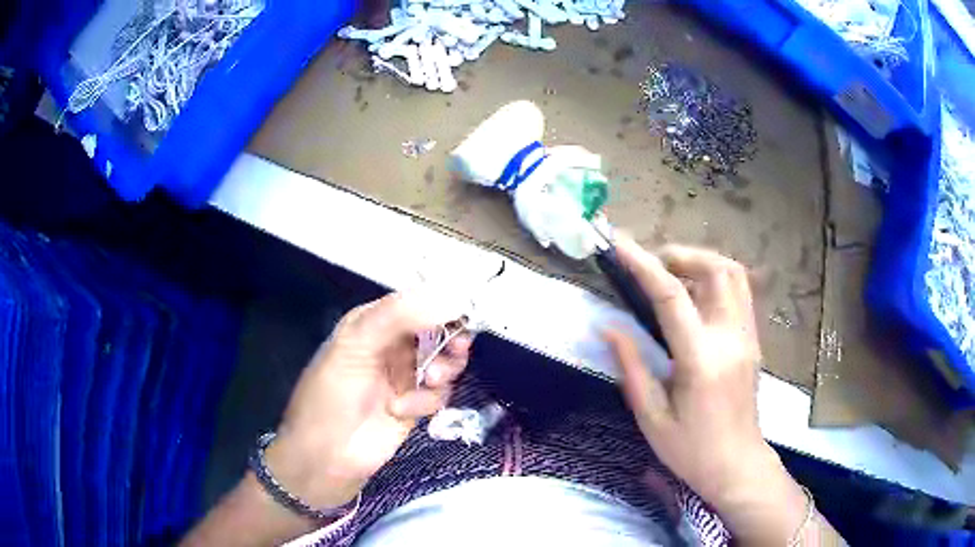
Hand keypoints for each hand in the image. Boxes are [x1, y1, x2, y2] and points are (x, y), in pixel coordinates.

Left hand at [267, 292, 471, 509]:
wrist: (326, 456)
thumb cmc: (332, 395)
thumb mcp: (355, 346)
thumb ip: (397, 316)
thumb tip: (448, 296)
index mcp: (372, 323)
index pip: (414, 303)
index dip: (440, 305)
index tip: (462, 313)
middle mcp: (391, 346)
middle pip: (437, 331)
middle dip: (450, 338)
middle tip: (459, 347)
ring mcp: (404, 377)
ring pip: (445, 361)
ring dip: (445, 368)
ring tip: (434, 379)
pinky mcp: (415, 405)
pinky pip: (438, 393)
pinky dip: (426, 400)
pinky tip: (403, 410)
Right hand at [605, 236, 816, 543]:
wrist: (737, 464)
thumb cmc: (690, 450)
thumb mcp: (651, 418)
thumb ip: (631, 367)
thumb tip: (608, 327)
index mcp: (701, 360)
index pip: (673, 297)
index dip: (644, 265)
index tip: (620, 243)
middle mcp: (731, 338)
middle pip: (717, 269)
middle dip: (681, 255)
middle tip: (653, 266)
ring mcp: (748, 336)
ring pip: (734, 274)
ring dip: (702, 262)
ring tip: (674, 276)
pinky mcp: (753, 339)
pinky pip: (739, 292)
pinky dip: (716, 279)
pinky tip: (696, 298)